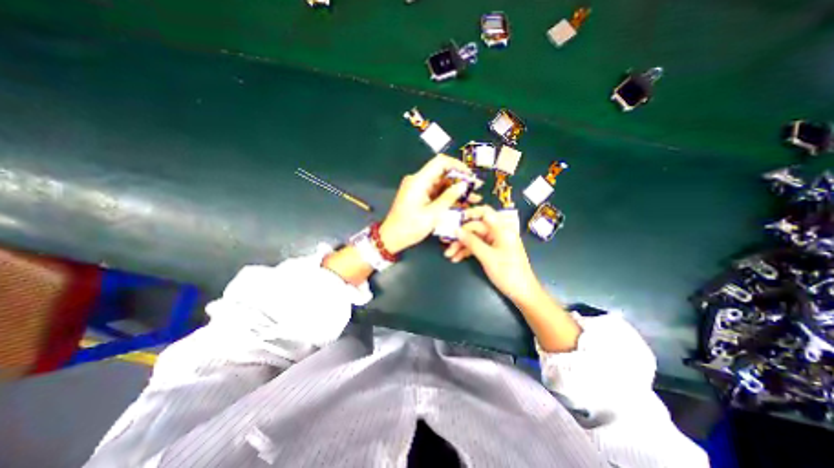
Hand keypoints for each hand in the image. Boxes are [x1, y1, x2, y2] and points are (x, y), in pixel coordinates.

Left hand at [380, 156, 479, 254]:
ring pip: (442, 184)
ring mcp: (419, 188)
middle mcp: (418, 180)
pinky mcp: (420, 196)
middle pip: (443, 173)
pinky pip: (437, 192)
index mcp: (419, 181)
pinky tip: (462, 204)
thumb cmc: (410, 227)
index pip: (440, 162)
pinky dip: (448, 197)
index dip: (458, 166)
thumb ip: (449, 197)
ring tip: (474, 199)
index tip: (471, 176)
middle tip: (477, 189)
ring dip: (457, 190)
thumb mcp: (432, 214)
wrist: (391, 238)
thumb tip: (464, 184)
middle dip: (461, 180)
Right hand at [447, 206, 544, 304]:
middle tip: (447, 246)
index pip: (486, 213)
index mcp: (502, 230)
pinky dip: (467, 252)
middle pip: (476, 228)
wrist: (522, 293)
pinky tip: (456, 258)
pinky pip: (477, 247)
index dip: (471, 212)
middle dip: (461, 236)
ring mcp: (495, 243)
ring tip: (449, 255)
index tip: (456, 218)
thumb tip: (456, 230)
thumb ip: (472, 242)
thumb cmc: (508, 273)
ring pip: (474, 239)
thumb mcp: (487, 257)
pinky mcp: (492, 251)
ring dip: (461, 246)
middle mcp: (498, 233)